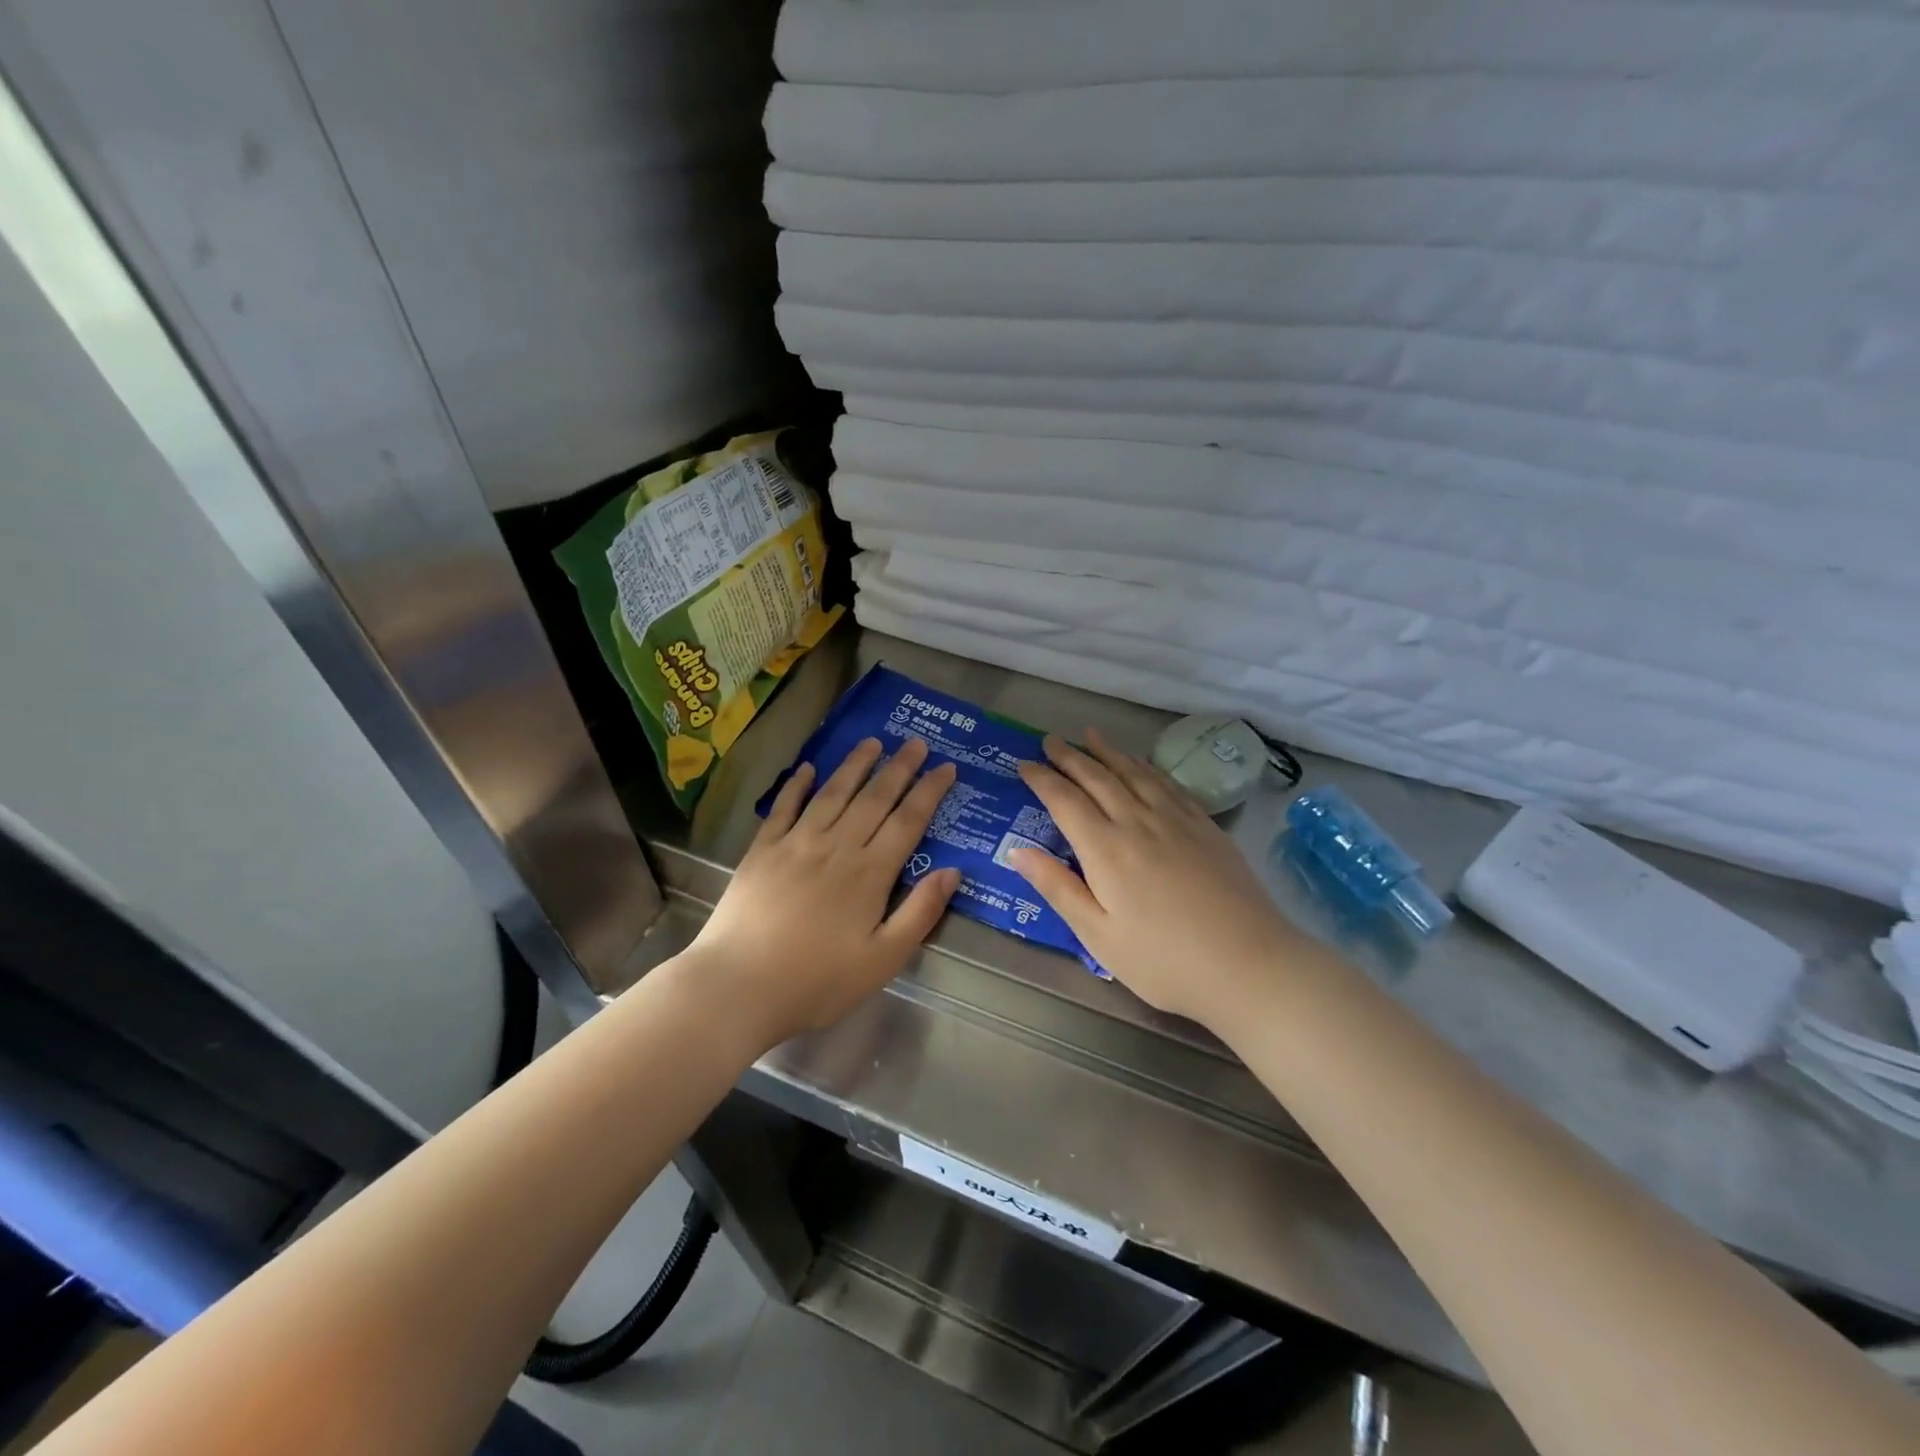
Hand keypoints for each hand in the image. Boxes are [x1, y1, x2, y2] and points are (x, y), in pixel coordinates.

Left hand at [686, 735, 959, 1050]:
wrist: (738, 986)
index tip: (946, 767)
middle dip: (899, 768)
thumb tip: (952, 871)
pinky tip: (807, 768)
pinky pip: (784, 808)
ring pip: (832, 793)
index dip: (929, 792)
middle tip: (916, 743)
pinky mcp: (762, 850)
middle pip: (874, 799)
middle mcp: (836, 847)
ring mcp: (796, 844)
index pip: (908, 821)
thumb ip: (919, 914)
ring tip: (872, 742)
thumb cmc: (816, 982)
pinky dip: (797, 785)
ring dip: (854, 765)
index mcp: (869, 874)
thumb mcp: (882, 961)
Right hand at [1009, 729, 1301, 1028]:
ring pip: (1134, 773)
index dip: (1042, 779)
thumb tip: (1017, 851)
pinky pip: (1168, 783)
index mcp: (1106, 849)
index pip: (1065, 801)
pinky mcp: (1205, 826)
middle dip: (1071, 757)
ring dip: (1108, 752)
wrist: (1249, 964)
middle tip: (1050, 740)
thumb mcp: (1098, 936)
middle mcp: (1138, 822)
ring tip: (1090, 735)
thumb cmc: (1164, 961)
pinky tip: (1142, 763)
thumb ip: (1058, 888)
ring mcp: (1176, 820)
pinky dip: (1147, 767)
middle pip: (1098, 778)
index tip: (1024, 764)